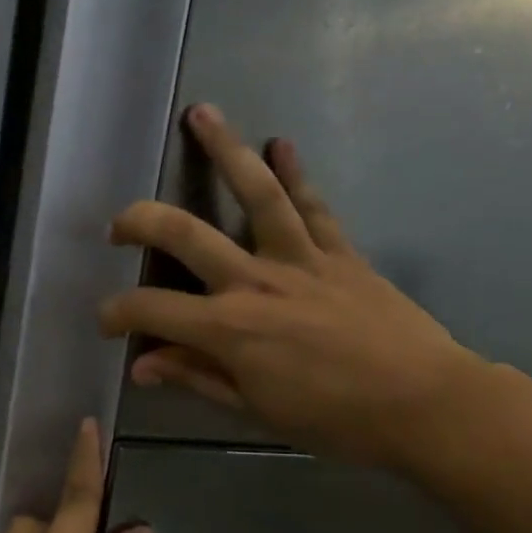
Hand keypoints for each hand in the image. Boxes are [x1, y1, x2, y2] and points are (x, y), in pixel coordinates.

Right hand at [99, 104, 488, 467]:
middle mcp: (255, 281)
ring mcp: (300, 260)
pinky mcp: (340, 253)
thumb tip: (142, 365)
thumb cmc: (334, 419)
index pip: (150, 309)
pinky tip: (281, 144)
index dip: (117, 313)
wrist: (425, 405)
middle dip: (140, 222)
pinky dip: (296, 173)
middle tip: (117, 224)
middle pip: (185, 234)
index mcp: (229, 329)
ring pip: (256, 194)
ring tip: (202, 113)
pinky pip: (313, 206)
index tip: (107, 323)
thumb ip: (196, 377)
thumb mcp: (254, 409)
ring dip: (226, 150)